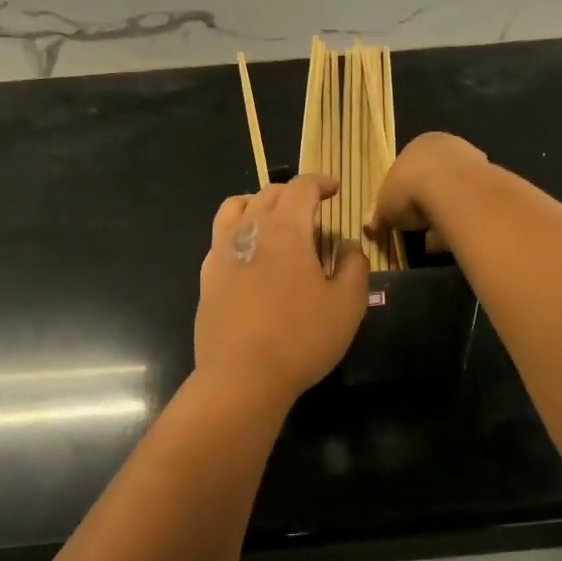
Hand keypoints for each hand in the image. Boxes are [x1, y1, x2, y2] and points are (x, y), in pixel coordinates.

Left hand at [195, 175, 368, 403]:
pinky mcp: (207, 276)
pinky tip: (251, 253)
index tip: (335, 190)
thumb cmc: (302, 338)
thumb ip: (354, 265)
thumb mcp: (347, 304)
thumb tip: (347, 245)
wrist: (242, 377)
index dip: (321, 182)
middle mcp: (249, 229)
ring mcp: (221, 252)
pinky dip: (239, 229)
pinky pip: (221, 236)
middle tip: (314, 210)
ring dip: (260, 203)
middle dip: (294, 193)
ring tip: (276, 220)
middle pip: (269, 193)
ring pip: (237, 207)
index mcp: (285, 229)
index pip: (302, 187)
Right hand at [368, 132, 487, 247]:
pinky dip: (462, 222)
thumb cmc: (409, 188)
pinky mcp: (492, 181)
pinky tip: (454, 240)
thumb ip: (379, 216)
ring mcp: (474, 161)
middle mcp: (448, 147)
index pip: (409, 168)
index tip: (401, 216)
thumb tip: (370, 228)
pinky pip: (472, 205)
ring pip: (456, 193)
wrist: (452, 189)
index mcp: (419, 144)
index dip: (403, 194)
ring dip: (446, 215)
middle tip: (419, 229)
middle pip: (435, 179)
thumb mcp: (385, 205)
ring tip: (435, 242)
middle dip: (427, 205)